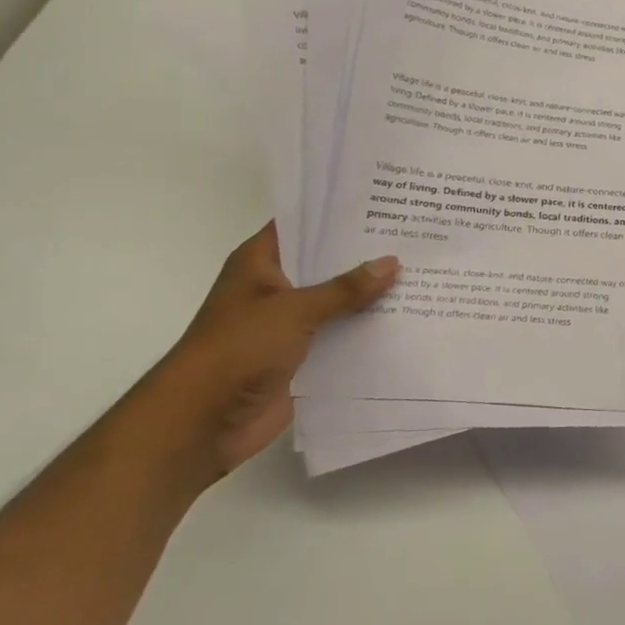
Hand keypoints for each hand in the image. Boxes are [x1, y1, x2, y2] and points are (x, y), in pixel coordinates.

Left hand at [124, 224, 399, 489]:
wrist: (202, 422)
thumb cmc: (238, 349)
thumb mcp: (295, 309)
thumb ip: (346, 288)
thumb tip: (392, 263)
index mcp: (260, 263)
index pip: (302, 225)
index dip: (337, 214)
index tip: (383, 202)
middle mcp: (275, 288)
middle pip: (326, 263)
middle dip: (365, 255)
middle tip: (414, 236)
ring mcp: (288, 324)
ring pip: (338, 302)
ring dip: (371, 295)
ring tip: (422, 273)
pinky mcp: (302, 357)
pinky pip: (341, 337)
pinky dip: (367, 331)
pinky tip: (407, 319)